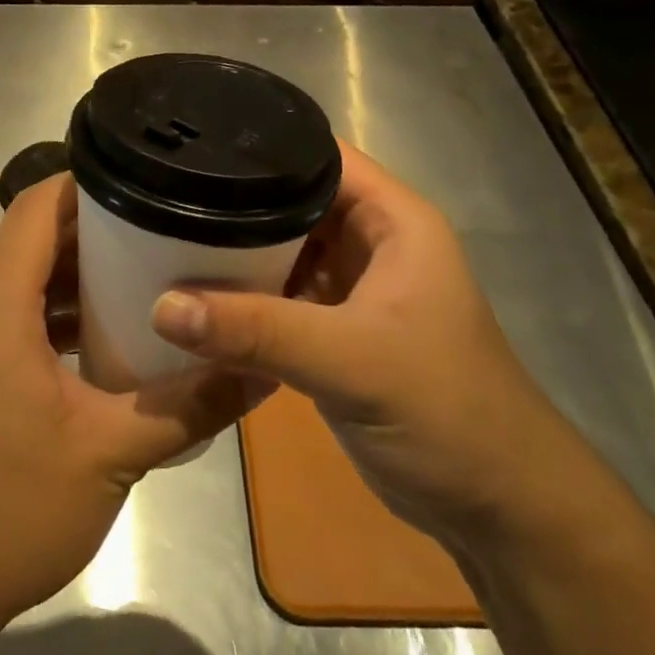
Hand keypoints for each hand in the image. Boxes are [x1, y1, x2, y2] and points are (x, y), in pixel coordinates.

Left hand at [0, 174, 266, 626]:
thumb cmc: (10, 509)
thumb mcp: (111, 453)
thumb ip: (189, 404)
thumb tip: (262, 371)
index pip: (37, 207)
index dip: (88, 186)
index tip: (145, 187)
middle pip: (25, 238)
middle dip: (89, 231)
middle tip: (157, 232)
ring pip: (11, 277)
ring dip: (66, 274)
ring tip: (136, 278)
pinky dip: (43, 311)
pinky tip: (92, 339)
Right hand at [150, 143, 573, 552]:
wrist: (496, 508)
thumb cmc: (445, 412)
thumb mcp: (350, 361)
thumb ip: (257, 331)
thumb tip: (161, 306)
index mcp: (393, 220)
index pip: (318, 155)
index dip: (260, 146)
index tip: (188, 147)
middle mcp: (371, 242)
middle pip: (290, 202)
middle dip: (233, 202)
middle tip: (159, 200)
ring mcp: (352, 289)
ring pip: (280, 251)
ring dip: (233, 254)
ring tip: (161, 240)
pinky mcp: (335, 332)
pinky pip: (277, 297)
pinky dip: (242, 299)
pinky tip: (192, 300)